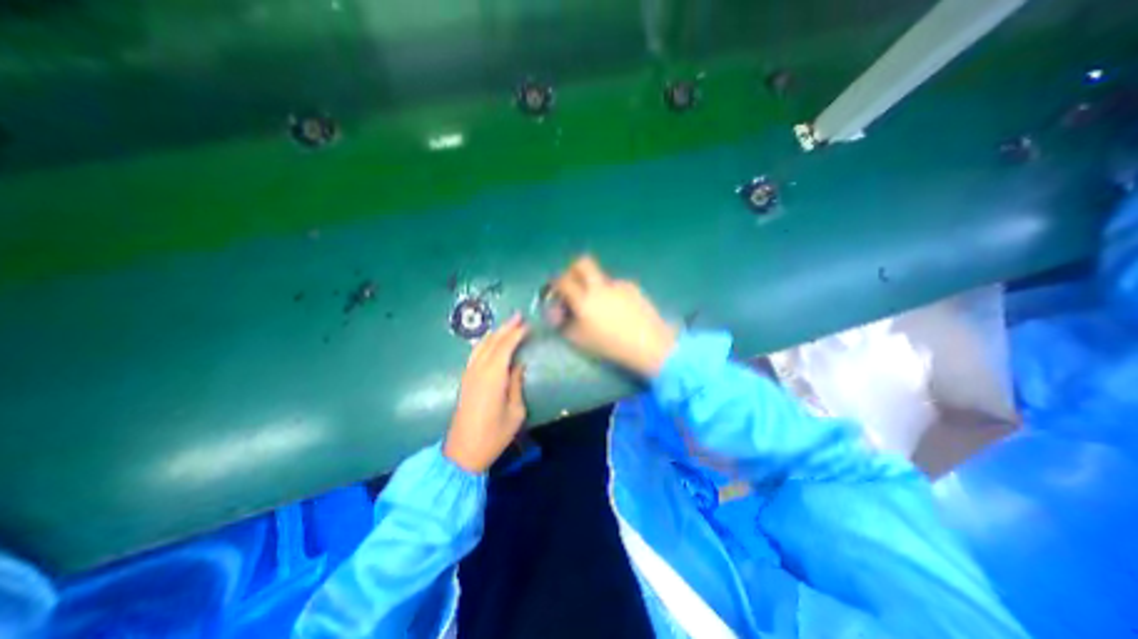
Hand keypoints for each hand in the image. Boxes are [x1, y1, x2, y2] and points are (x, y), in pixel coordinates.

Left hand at [447, 311, 531, 471]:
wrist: (463, 452)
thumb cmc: (494, 435)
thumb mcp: (515, 411)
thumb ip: (516, 384)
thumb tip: (518, 365)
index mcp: (493, 377)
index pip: (505, 347)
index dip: (516, 334)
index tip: (528, 325)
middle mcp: (478, 371)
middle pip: (492, 342)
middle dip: (506, 328)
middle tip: (519, 316)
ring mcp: (469, 374)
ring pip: (482, 346)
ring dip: (495, 333)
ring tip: (508, 325)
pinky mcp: (465, 380)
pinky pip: (476, 354)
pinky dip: (486, 343)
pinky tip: (492, 342)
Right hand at [552, 254, 673, 376]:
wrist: (648, 343)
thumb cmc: (611, 345)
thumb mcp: (580, 340)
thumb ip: (564, 324)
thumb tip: (558, 313)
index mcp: (584, 300)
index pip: (563, 281)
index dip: (557, 283)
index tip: (557, 289)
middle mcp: (600, 287)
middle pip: (583, 263)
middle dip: (574, 268)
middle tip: (574, 281)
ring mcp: (618, 284)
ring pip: (601, 277)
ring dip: (596, 286)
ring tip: (604, 308)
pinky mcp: (632, 287)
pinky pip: (616, 286)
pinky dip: (612, 294)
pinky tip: (620, 310)